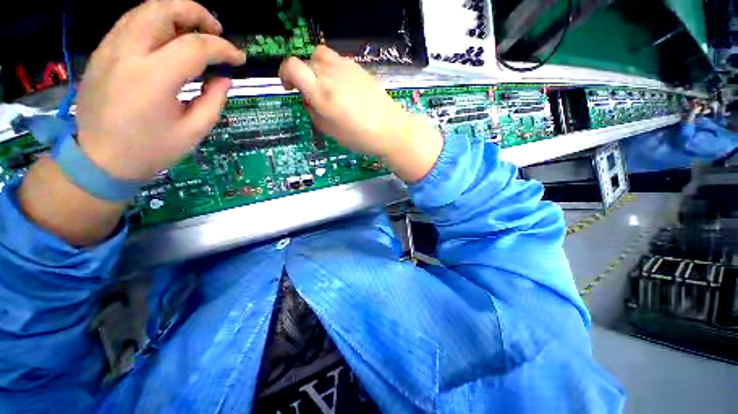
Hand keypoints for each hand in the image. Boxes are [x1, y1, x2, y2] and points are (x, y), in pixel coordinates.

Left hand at [76, 0, 245, 179]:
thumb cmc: (150, 150)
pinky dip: (155, 23)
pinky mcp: (102, 53)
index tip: (239, 58)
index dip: (223, 49)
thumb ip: (213, 101)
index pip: (195, 47)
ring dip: (174, 14)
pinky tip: (168, 39)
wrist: (99, 160)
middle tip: (216, 30)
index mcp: (153, 79)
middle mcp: (128, 54)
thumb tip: (225, 78)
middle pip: (162, 11)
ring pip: (144, 11)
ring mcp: (109, 50)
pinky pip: (130, 24)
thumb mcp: (193, 132)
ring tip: (194, 31)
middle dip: (195, 13)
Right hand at [279, 46, 442, 181]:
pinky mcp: (359, 68)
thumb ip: (314, 113)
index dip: (285, 73)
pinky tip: (345, 88)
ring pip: (322, 56)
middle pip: (307, 61)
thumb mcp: (330, 131)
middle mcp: (330, 74)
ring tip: (328, 88)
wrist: (389, 129)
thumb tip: (311, 101)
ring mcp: (346, 67)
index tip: (289, 87)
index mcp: (320, 92)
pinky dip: (334, 70)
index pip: (292, 66)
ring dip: (318, 68)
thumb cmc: (358, 136)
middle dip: (304, 75)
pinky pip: (339, 61)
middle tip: (313, 94)